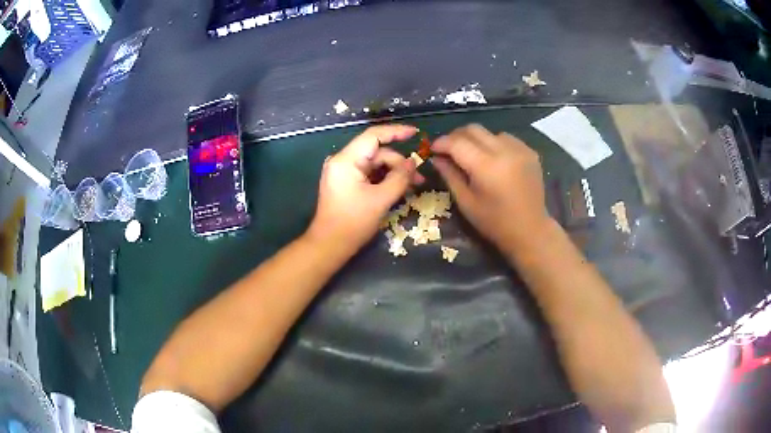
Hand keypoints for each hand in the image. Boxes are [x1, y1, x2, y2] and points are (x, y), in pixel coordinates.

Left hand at [307, 124, 423, 250]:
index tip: (416, 133)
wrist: (329, 245)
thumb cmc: (353, 223)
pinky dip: (384, 179)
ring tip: (413, 186)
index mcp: (346, 160)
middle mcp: (342, 161)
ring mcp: (343, 172)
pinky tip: (399, 189)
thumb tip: (413, 163)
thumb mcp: (380, 199)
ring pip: (375, 164)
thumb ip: (399, 178)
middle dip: (399, 163)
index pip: (374, 135)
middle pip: (377, 152)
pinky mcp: (346, 182)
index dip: (396, 132)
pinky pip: (369, 174)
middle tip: (419, 178)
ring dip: (394, 173)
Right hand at [431, 124, 550, 254]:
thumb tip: (436, 158)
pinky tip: (494, 159)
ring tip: (473, 155)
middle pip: (473, 129)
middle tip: (449, 150)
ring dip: (477, 140)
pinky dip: (495, 144)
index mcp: (486, 167)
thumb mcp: (466, 202)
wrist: (530, 231)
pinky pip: (507, 139)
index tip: (433, 149)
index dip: (441, 143)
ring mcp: (520, 150)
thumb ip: (450, 175)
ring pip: (490, 133)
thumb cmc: (494, 223)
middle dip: (456, 137)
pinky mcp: (530, 152)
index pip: (457, 142)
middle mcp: (504, 151)